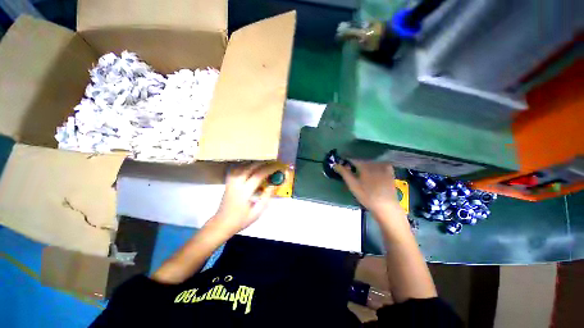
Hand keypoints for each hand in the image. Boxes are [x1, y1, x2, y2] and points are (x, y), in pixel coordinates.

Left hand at [211, 162, 279, 235]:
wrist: (222, 223)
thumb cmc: (241, 220)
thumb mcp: (257, 212)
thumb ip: (266, 197)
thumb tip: (273, 185)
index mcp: (244, 192)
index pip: (258, 175)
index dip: (270, 169)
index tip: (278, 167)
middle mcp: (236, 183)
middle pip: (250, 167)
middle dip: (263, 163)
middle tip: (273, 163)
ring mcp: (231, 181)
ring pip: (243, 166)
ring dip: (255, 163)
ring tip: (264, 164)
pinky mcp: (228, 181)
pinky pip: (236, 168)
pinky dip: (245, 165)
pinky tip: (251, 167)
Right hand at [335, 161, 402, 215]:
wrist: (386, 206)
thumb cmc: (367, 196)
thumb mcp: (353, 185)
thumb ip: (344, 173)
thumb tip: (335, 164)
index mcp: (365, 165)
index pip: (352, 159)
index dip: (346, 162)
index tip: (342, 166)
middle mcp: (375, 163)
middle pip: (361, 160)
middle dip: (355, 164)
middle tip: (351, 172)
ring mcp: (384, 166)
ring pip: (370, 162)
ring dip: (364, 165)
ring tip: (361, 174)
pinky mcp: (389, 171)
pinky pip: (379, 165)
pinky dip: (374, 167)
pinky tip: (372, 173)